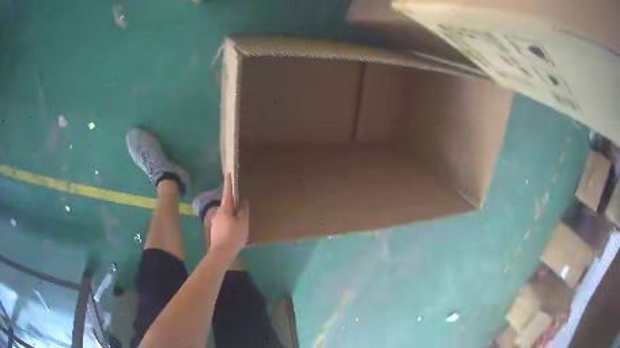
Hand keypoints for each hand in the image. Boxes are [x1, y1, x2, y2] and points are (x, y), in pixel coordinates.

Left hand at [210, 173, 248, 256]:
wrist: (221, 252)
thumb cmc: (233, 236)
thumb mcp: (243, 223)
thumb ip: (243, 211)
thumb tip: (243, 201)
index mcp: (225, 209)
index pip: (227, 192)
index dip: (229, 183)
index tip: (229, 173)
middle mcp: (218, 212)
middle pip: (227, 204)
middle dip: (233, 203)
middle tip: (242, 204)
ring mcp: (215, 221)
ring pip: (225, 214)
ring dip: (232, 214)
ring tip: (240, 220)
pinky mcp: (215, 229)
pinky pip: (224, 221)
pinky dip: (229, 222)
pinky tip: (234, 230)